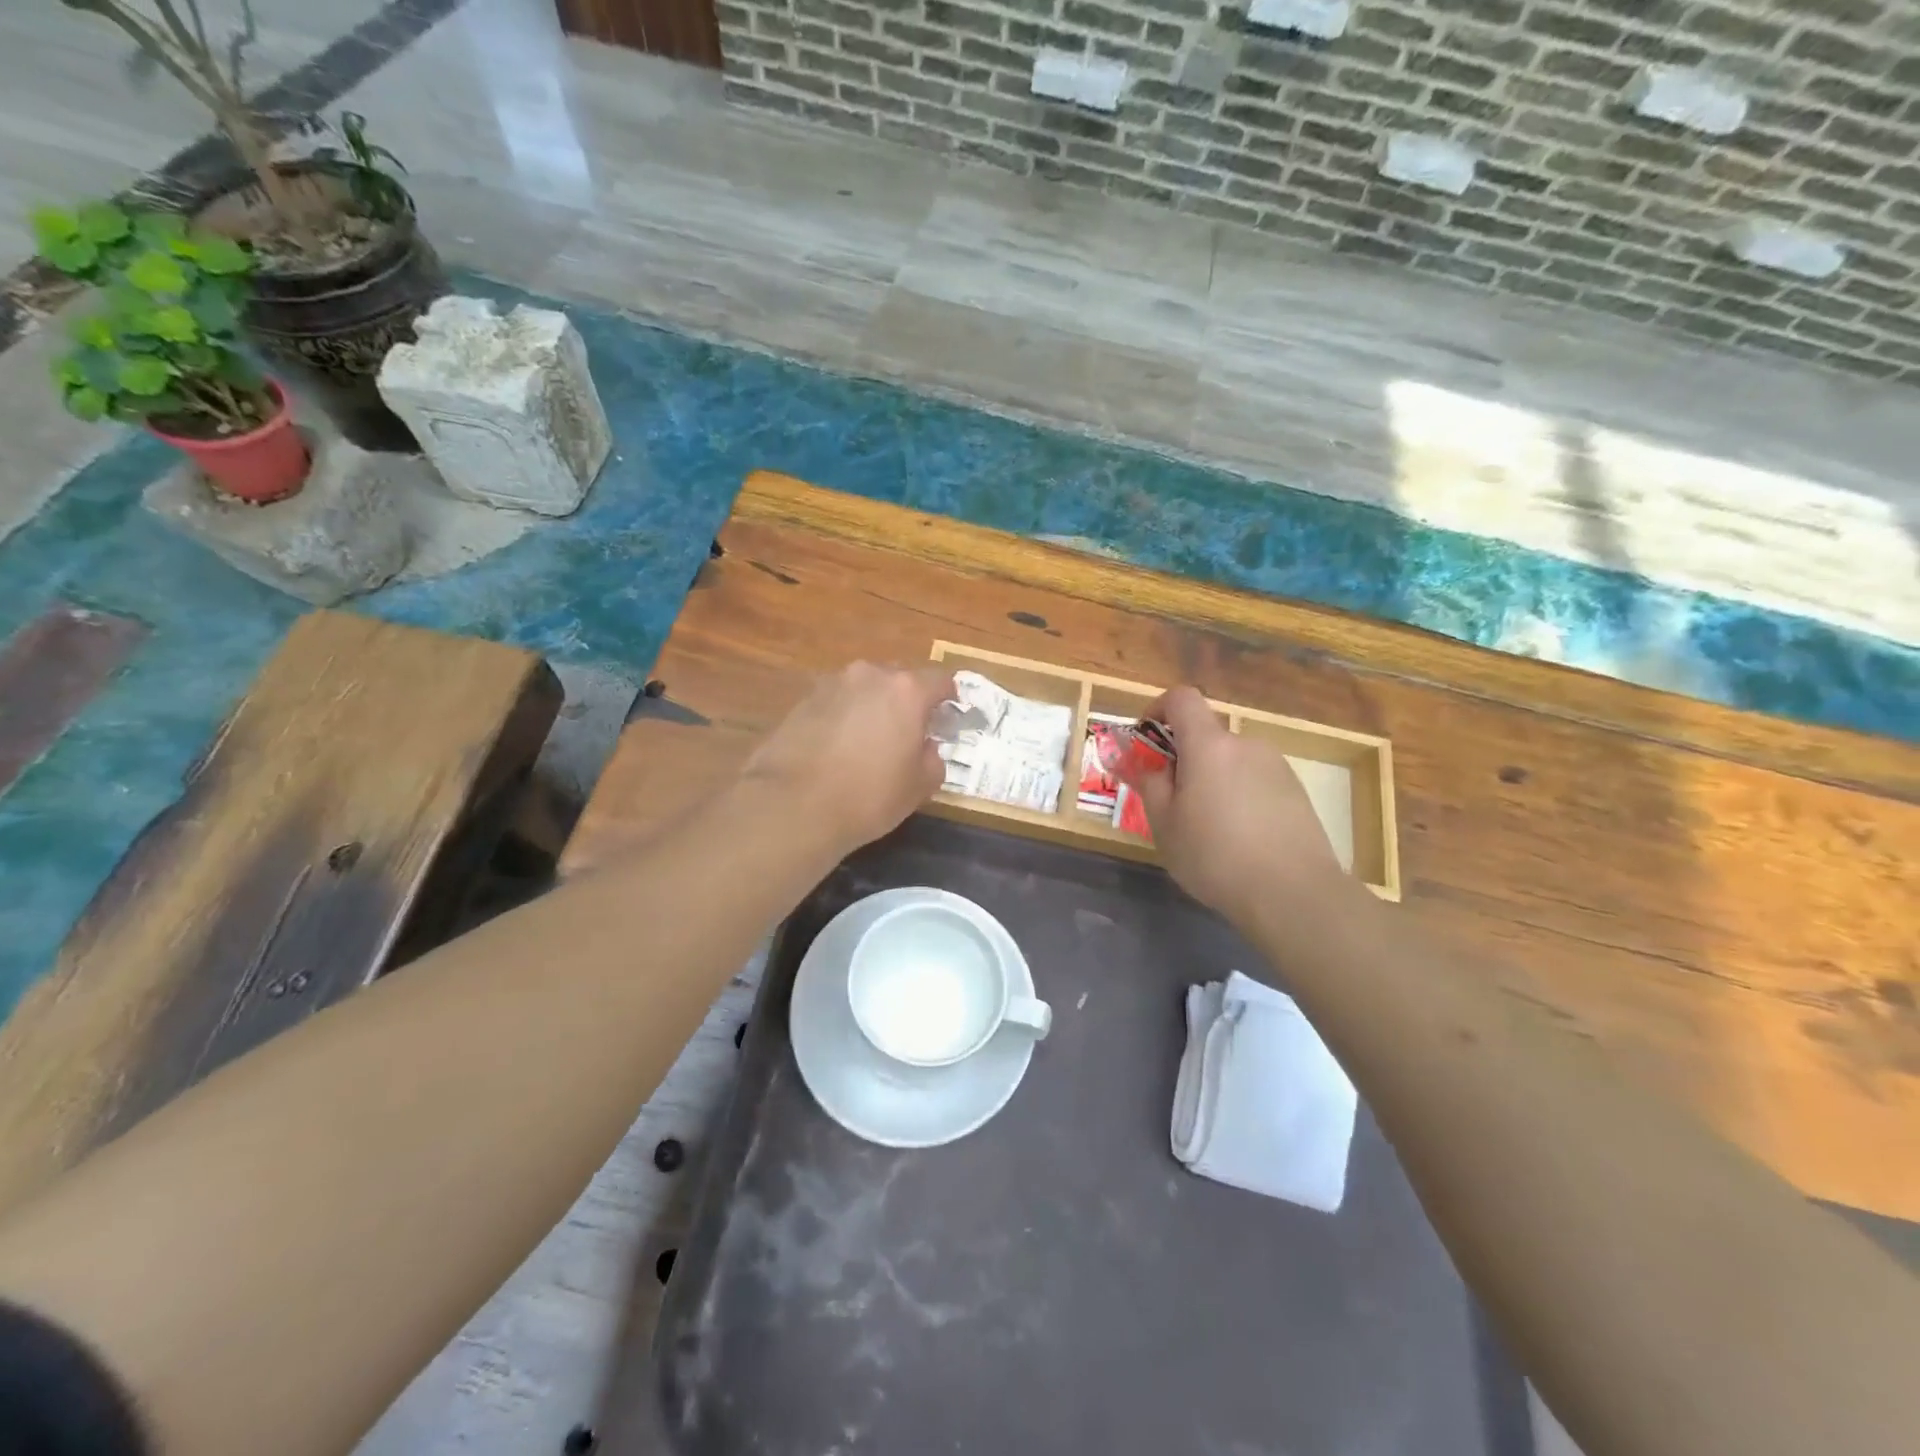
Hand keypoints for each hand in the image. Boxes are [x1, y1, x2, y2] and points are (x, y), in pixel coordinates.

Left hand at [741, 662, 955, 856]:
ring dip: (872, 707)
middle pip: (899, 679)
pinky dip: (844, 717)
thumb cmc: (868, 795)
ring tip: (870, 741)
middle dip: (908, 701)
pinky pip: (836, 703)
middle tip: (908, 732)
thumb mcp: (919, 786)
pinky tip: (838, 748)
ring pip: (864, 689)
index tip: (949, 718)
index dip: (949, 699)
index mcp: (906, 690)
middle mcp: (869, 675)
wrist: (792, 805)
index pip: (940, 680)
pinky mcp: (802, 701)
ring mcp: (831, 685)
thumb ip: (933, 759)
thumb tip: (926, 748)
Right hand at [1124, 686, 1348, 926]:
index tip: (1146, 739)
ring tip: (1209, 828)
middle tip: (1173, 803)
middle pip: (1207, 736)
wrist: (1294, 893)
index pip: (1182, 698)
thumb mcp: (1165, 824)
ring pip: (1232, 761)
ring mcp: (1276, 766)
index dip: (1158, 709)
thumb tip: (1144, 764)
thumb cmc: (1215, 856)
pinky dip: (1240, 796)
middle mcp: (1245, 745)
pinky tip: (1241, 839)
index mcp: (1209, 746)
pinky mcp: (1296, 791)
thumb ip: (1151, 784)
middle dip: (1185, 759)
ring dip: (1214, 780)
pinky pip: (1256, 781)